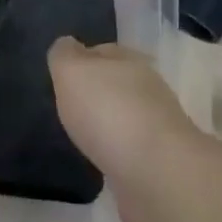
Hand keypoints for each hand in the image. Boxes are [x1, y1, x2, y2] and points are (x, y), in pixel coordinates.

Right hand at [47, 38, 202, 221]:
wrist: (158, 175)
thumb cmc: (109, 112)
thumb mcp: (72, 71)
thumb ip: (64, 56)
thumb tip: (67, 46)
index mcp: (128, 61)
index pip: (102, 51)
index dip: (81, 60)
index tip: (62, 76)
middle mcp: (148, 90)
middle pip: (116, 84)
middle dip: (96, 93)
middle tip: (69, 107)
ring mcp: (157, 129)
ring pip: (125, 119)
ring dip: (108, 126)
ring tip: (82, 137)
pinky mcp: (159, 165)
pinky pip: (131, 153)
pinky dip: (118, 156)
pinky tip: (102, 164)